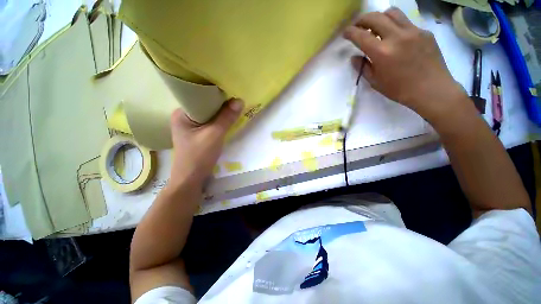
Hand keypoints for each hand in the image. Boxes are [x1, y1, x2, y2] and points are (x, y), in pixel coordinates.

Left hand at [168, 99, 243, 188]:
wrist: (191, 179)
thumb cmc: (199, 156)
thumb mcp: (215, 135)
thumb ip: (227, 118)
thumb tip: (239, 100)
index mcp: (182, 113)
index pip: (199, 96)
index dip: (215, 93)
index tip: (230, 90)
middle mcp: (184, 116)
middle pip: (205, 105)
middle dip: (220, 103)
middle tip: (235, 98)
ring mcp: (191, 126)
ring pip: (209, 115)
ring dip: (221, 113)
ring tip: (234, 106)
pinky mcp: (197, 134)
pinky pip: (210, 122)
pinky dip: (219, 121)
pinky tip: (228, 119)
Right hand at [344, 8, 467, 120]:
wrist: (431, 89)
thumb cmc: (399, 89)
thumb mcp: (375, 82)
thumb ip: (363, 67)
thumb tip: (354, 58)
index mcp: (382, 52)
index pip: (361, 36)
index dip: (350, 32)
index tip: (346, 32)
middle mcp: (396, 36)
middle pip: (375, 17)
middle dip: (362, 19)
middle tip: (358, 26)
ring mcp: (413, 31)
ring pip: (392, 13)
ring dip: (380, 17)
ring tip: (377, 26)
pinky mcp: (424, 32)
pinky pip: (407, 23)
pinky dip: (396, 26)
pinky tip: (396, 37)